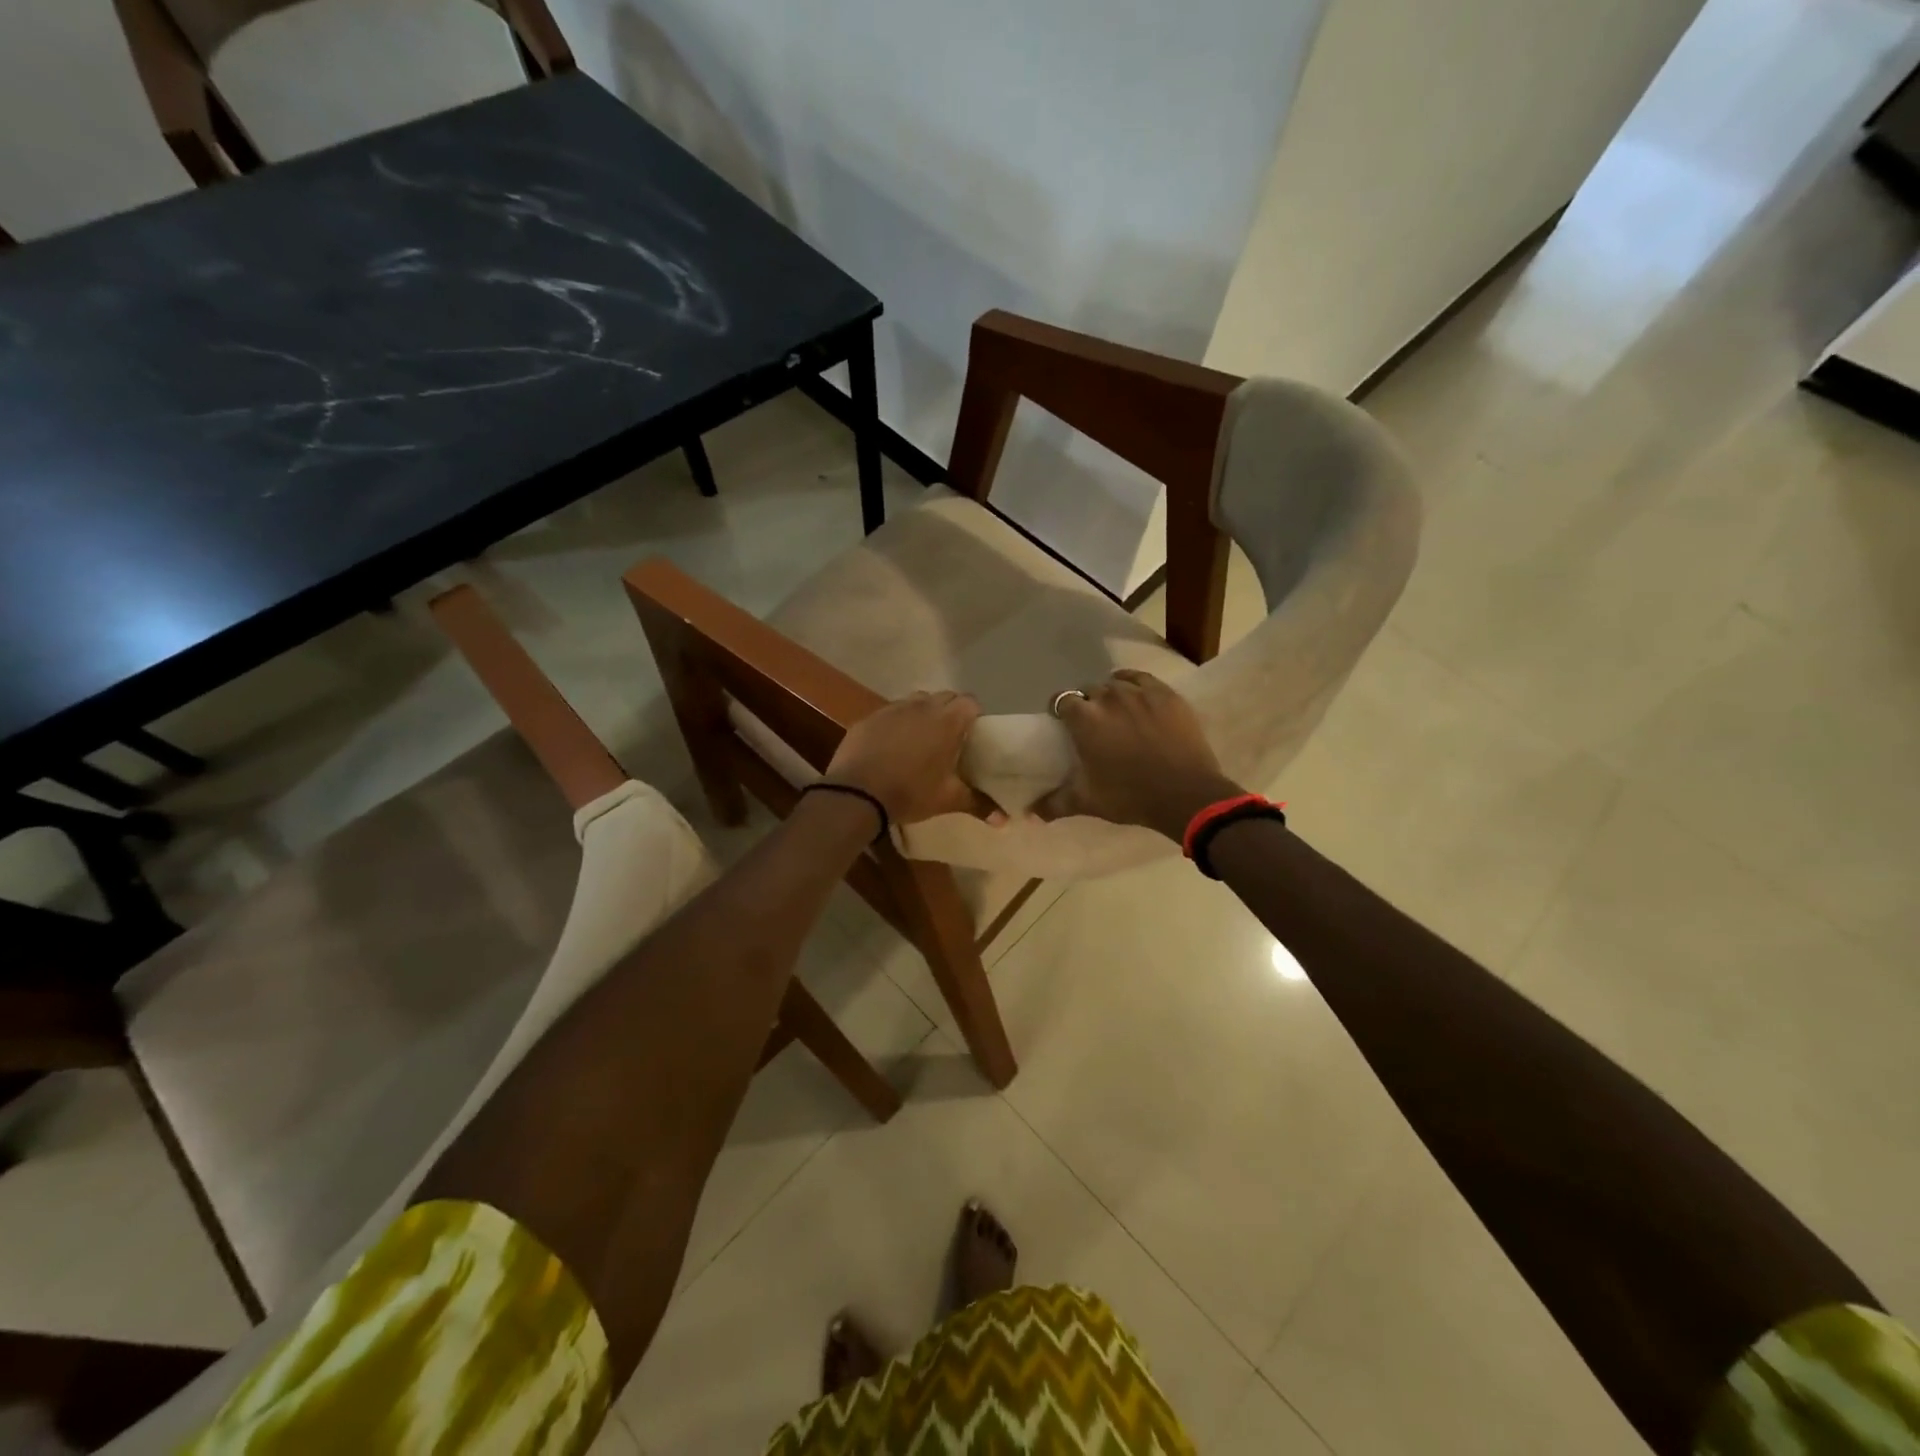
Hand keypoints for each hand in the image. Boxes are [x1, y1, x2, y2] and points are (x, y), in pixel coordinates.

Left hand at [825, 691, 991, 826]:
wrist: (857, 792)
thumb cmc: (911, 792)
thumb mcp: (948, 800)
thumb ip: (978, 804)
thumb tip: (1005, 821)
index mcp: (947, 721)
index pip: (970, 703)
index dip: (974, 715)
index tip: (973, 733)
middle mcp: (922, 707)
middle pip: (944, 697)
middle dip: (950, 711)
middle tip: (950, 737)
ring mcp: (893, 709)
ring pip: (916, 701)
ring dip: (923, 713)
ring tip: (921, 738)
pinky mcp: (870, 718)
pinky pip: (890, 713)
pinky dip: (896, 723)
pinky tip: (891, 745)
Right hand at [1037, 670, 1245, 839]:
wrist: (1186, 794)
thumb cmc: (1130, 796)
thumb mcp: (1088, 801)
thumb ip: (1054, 804)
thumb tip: (1030, 814)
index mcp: (1085, 719)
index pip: (1062, 700)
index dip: (1061, 710)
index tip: (1065, 724)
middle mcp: (1109, 696)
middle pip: (1089, 690)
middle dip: (1088, 704)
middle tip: (1095, 725)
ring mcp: (1140, 692)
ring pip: (1117, 682)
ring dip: (1113, 694)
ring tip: (1119, 712)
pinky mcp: (1167, 694)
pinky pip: (1143, 679)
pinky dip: (1136, 685)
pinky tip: (1138, 697)